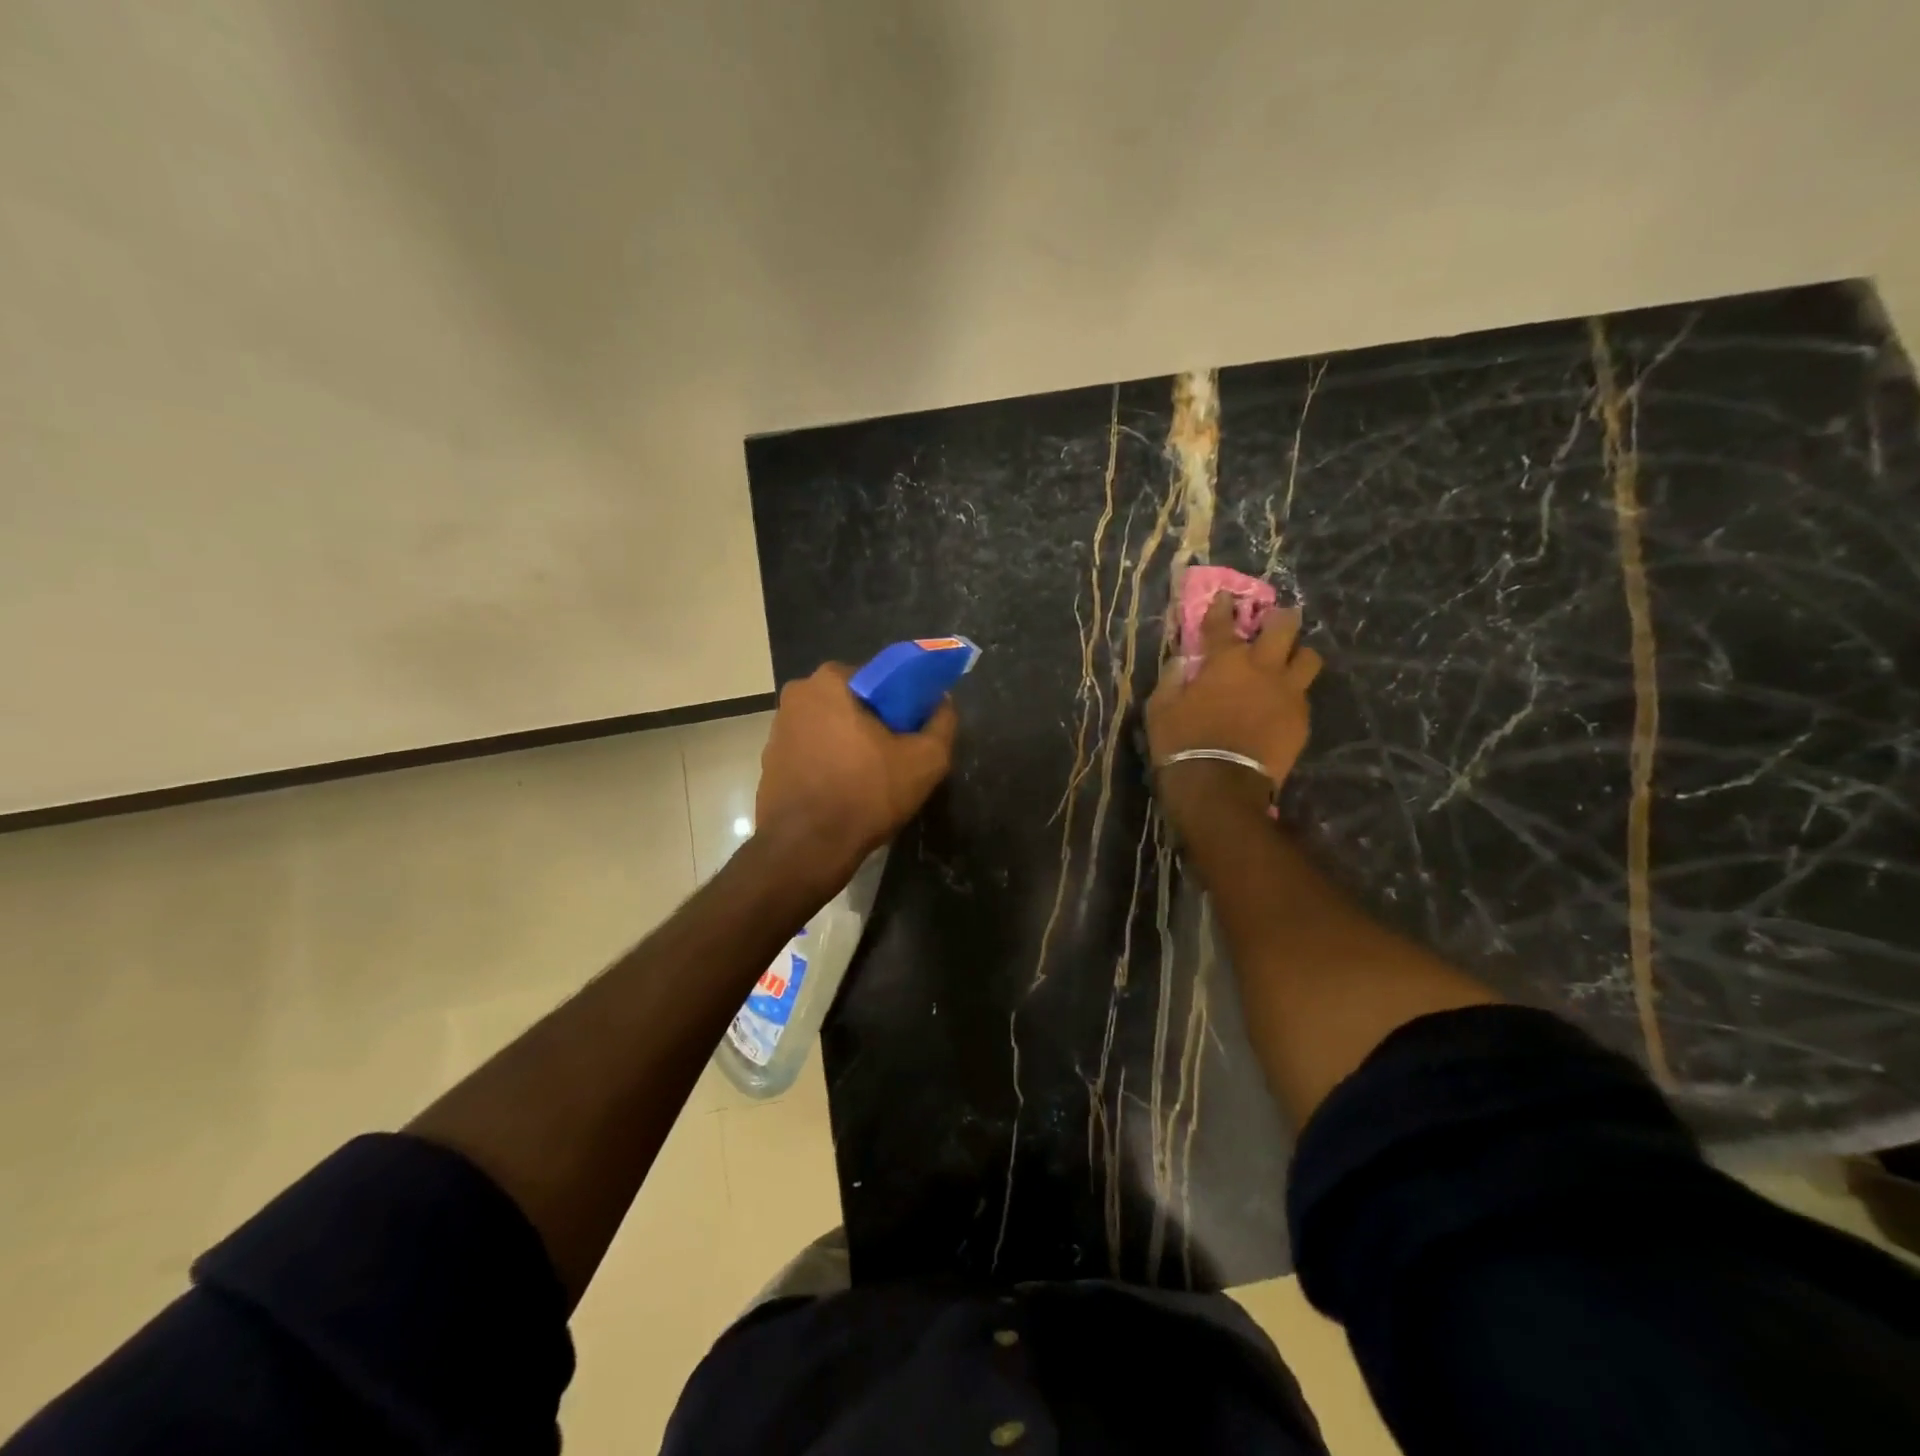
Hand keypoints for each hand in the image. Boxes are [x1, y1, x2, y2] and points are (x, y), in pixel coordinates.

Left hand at [755, 662, 957, 890]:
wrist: (806, 849)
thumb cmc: (866, 794)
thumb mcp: (926, 760)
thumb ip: (942, 723)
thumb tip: (942, 703)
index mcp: (830, 681)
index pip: (879, 678)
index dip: (902, 702)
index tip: (913, 729)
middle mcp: (797, 695)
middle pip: (853, 702)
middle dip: (875, 722)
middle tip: (897, 755)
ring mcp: (777, 729)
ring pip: (830, 727)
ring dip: (850, 743)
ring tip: (872, 777)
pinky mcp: (769, 761)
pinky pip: (811, 752)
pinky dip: (829, 763)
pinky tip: (845, 791)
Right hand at [1146, 593, 1321, 821]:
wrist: (1220, 787)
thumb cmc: (1182, 744)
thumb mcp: (1161, 709)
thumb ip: (1172, 679)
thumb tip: (1182, 662)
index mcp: (1225, 661)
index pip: (1223, 623)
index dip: (1222, 607)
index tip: (1225, 598)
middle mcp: (1263, 668)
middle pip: (1284, 628)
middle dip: (1280, 618)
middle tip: (1275, 620)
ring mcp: (1287, 694)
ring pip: (1309, 658)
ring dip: (1298, 654)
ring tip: (1289, 662)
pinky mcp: (1301, 720)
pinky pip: (1304, 696)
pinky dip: (1294, 694)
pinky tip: (1282, 704)